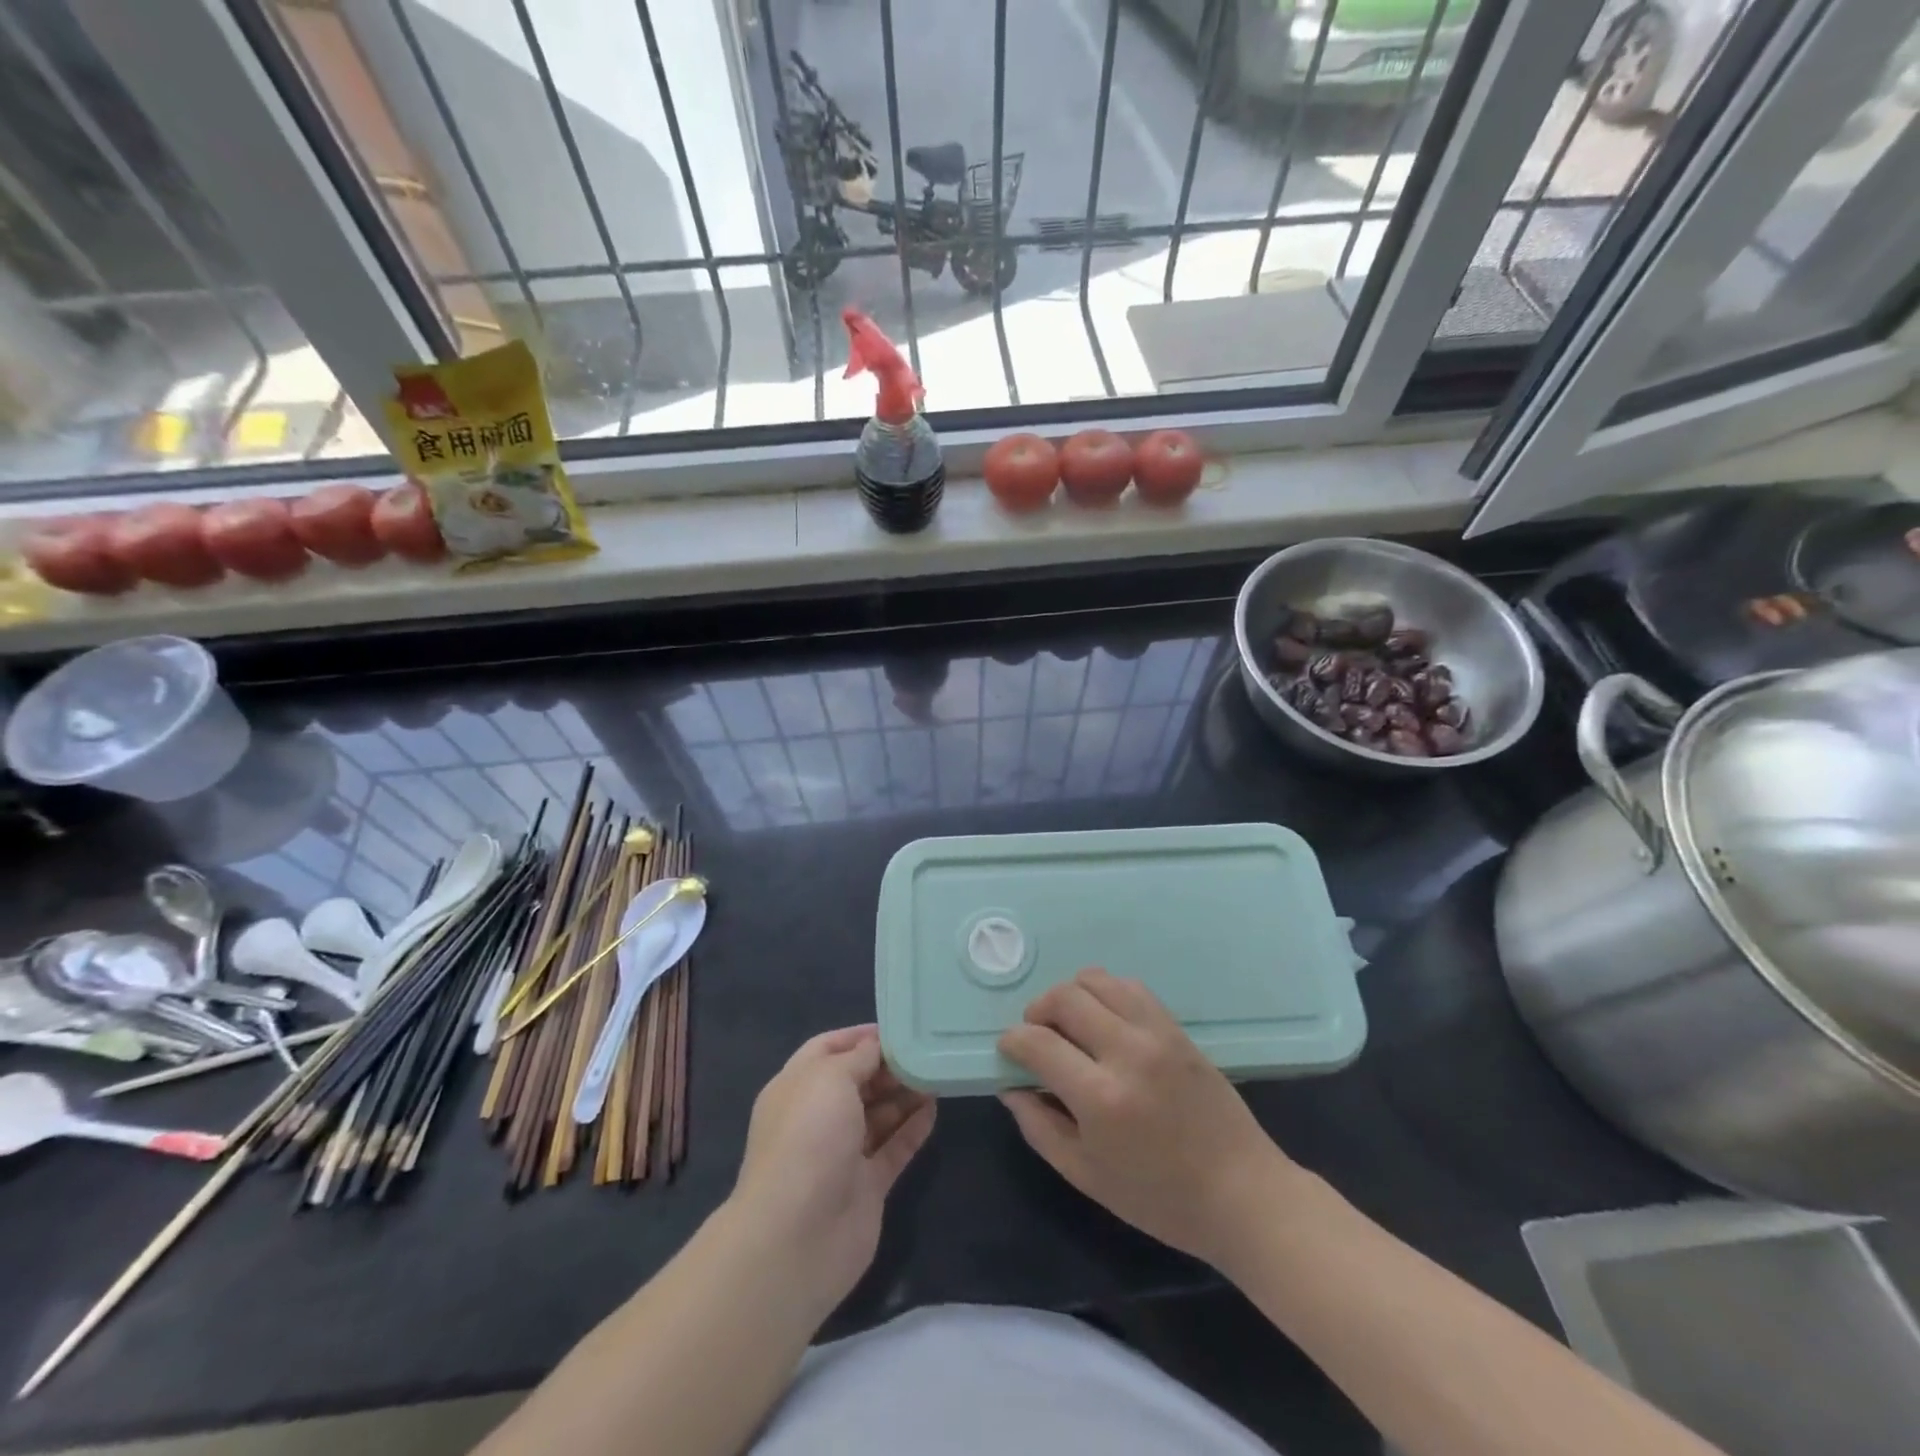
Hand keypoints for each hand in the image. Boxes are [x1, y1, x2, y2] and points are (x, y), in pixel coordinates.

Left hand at [729, 1025, 935, 1312]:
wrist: (797, 1237)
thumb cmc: (808, 1139)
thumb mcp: (831, 1079)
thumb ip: (859, 1058)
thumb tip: (876, 1046)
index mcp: (796, 1087)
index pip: (827, 1049)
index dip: (859, 1037)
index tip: (898, 1029)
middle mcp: (816, 1118)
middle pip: (856, 1081)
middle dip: (887, 1066)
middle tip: (925, 1052)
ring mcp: (841, 1154)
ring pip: (878, 1115)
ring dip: (904, 1095)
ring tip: (937, 1074)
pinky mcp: (865, 1186)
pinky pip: (893, 1148)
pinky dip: (913, 1128)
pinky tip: (935, 1109)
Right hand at [998, 968, 1295, 1267]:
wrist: (1242, 1193)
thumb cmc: (1160, 1199)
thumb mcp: (1087, 1176)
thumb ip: (1040, 1127)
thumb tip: (1011, 1087)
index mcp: (1100, 1098)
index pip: (1037, 1042)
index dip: (1012, 1041)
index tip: (1008, 1050)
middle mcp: (1127, 1052)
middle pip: (1064, 998)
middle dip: (1037, 1010)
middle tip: (1037, 1035)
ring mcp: (1156, 1034)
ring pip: (1096, 980)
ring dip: (1070, 995)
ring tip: (1069, 1023)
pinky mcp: (1176, 1028)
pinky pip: (1130, 987)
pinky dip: (1105, 992)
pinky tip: (1103, 1020)